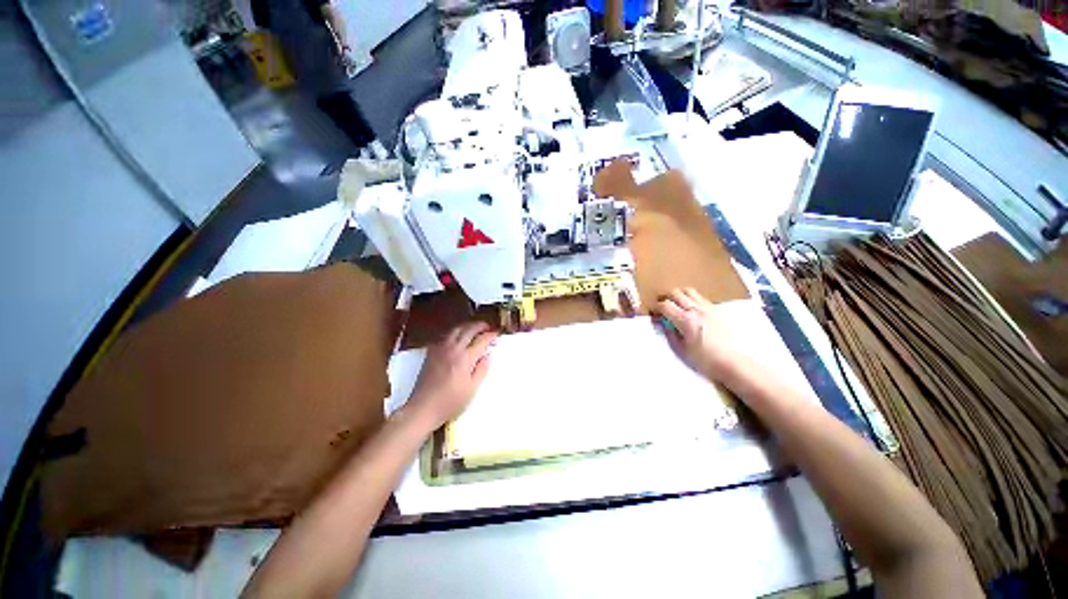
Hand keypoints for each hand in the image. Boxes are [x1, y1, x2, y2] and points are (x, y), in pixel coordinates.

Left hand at [403, 322, 497, 429]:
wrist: (423, 408)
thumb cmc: (450, 402)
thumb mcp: (472, 388)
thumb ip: (482, 369)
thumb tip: (488, 355)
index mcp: (465, 358)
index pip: (481, 340)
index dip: (490, 335)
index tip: (496, 334)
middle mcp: (453, 349)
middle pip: (468, 329)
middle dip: (480, 325)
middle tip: (488, 327)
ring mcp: (440, 349)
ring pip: (456, 329)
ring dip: (467, 326)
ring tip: (474, 329)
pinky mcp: (431, 352)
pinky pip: (444, 336)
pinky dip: (454, 332)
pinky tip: (457, 337)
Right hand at [656, 288, 762, 394]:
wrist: (735, 362)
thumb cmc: (705, 360)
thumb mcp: (682, 350)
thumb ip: (671, 334)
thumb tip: (664, 324)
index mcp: (685, 320)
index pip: (665, 305)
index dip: (656, 306)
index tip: (653, 312)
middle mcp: (695, 309)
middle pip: (676, 293)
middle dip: (666, 297)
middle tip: (663, 306)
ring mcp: (708, 308)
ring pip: (689, 291)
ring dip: (680, 295)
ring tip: (677, 304)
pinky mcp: (718, 310)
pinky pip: (701, 298)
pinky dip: (693, 299)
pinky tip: (693, 310)